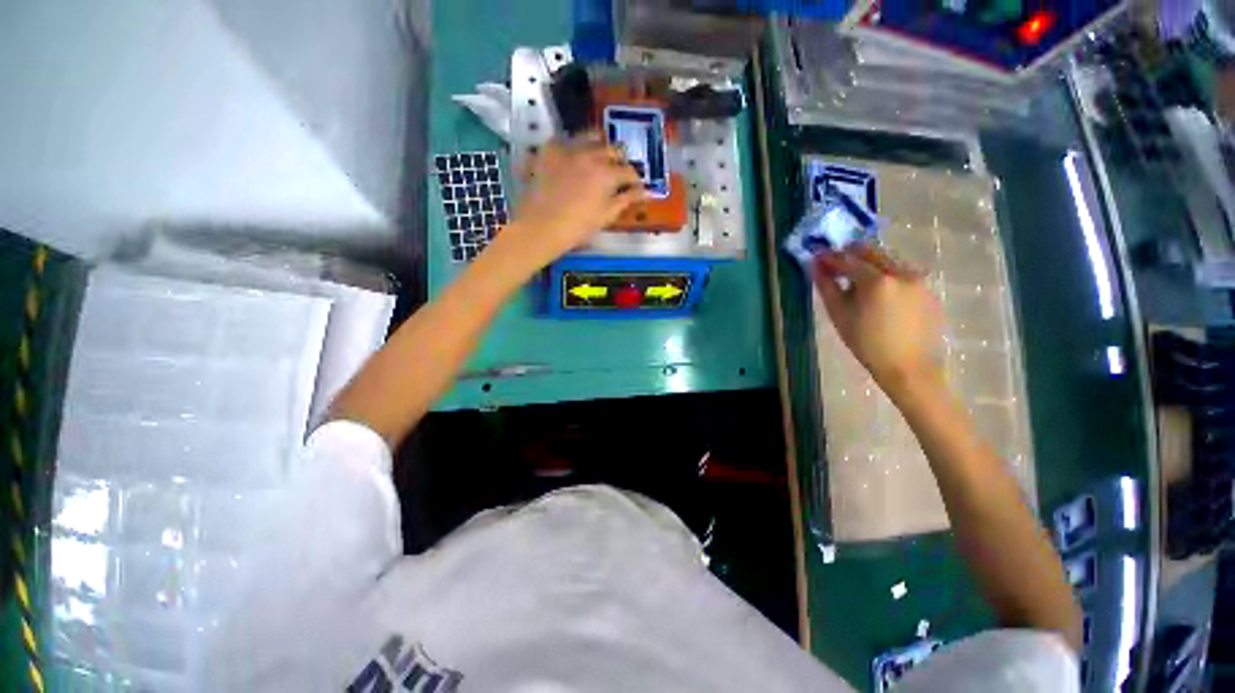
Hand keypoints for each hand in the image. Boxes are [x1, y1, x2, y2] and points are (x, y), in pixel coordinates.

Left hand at [494, 134, 646, 272]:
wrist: (541, 226)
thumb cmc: (577, 227)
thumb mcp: (605, 216)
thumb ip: (625, 200)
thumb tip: (643, 192)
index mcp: (607, 174)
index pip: (629, 172)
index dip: (635, 181)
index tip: (636, 188)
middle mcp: (590, 155)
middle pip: (613, 150)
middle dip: (620, 161)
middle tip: (620, 173)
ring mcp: (568, 150)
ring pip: (591, 137)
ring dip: (600, 145)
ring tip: (601, 156)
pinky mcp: (549, 151)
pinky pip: (565, 139)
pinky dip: (574, 145)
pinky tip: (574, 155)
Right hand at [813, 245, 944, 401]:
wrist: (908, 367)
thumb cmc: (866, 344)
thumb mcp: (839, 316)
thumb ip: (827, 287)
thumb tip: (816, 266)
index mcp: (877, 281)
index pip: (849, 259)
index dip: (830, 257)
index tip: (817, 256)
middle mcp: (901, 272)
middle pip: (873, 251)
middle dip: (852, 255)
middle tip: (836, 265)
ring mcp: (918, 279)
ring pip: (889, 260)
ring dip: (869, 264)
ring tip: (856, 281)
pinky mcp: (927, 289)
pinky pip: (902, 273)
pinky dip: (886, 275)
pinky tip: (878, 294)